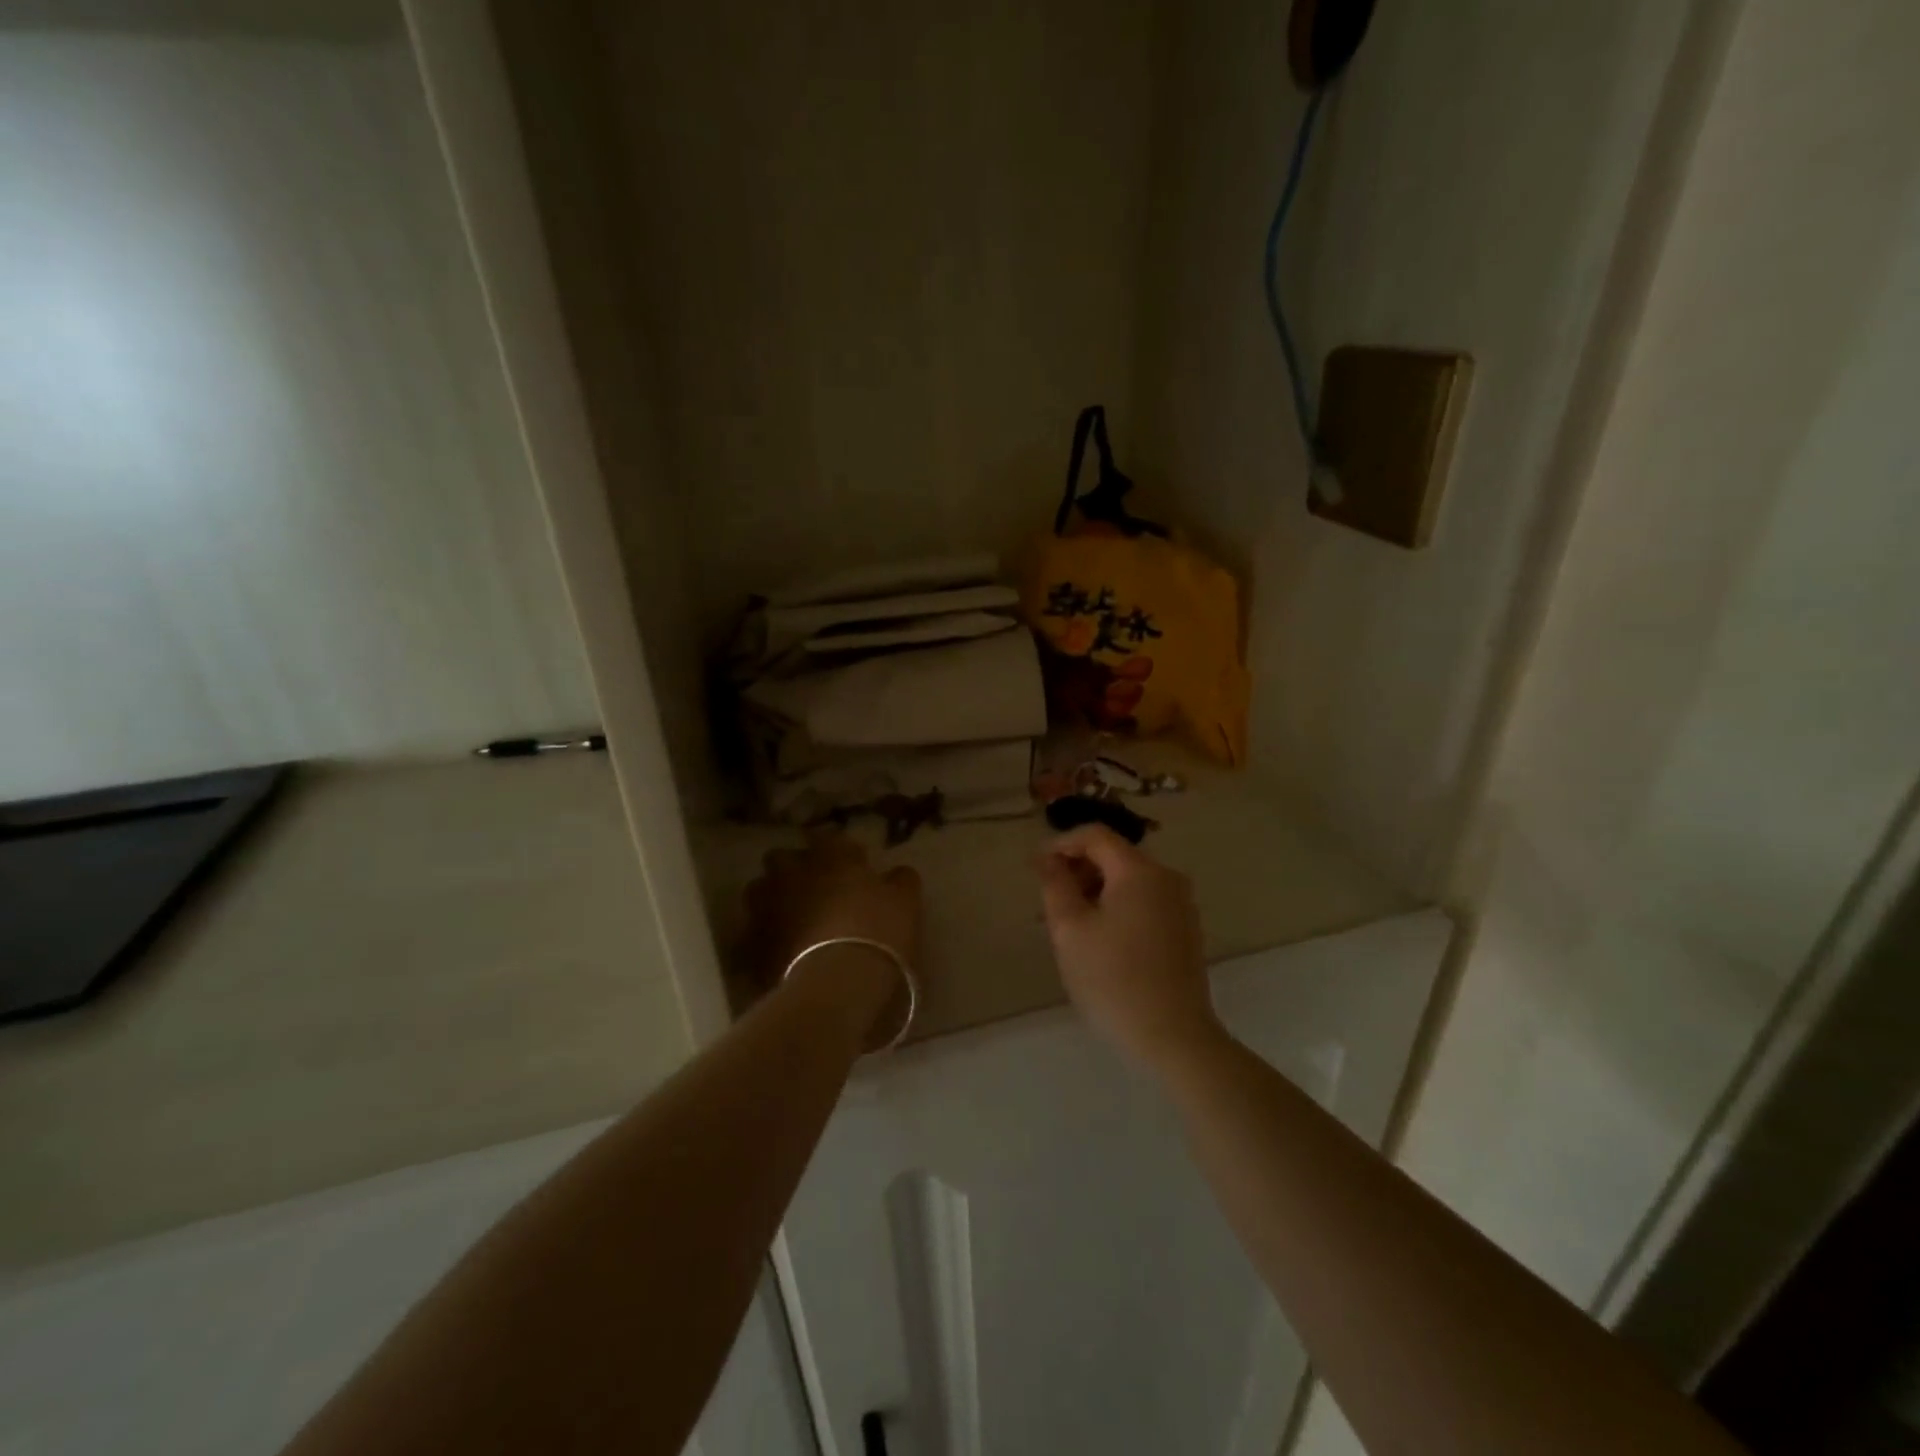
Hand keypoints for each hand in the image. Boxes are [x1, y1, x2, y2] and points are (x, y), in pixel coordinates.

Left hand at [742, 835, 922, 1048]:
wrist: (839, 983)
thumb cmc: (877, 931)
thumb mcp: (905, 901)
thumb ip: (899, 880)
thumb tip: (896, 874)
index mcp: (829, 856)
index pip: (829, 838)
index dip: (841, 851)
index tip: (854, 865)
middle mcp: (791, 874)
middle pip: (781, 858)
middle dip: (793, 868)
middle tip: (814, 887)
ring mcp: (766, 908)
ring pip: (759, 892)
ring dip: (772, 899)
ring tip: (791, 918)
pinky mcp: (751, 946)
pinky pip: (753, 935)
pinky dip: (764, 938)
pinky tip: (780, 951)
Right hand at [1037, 825, 1222, 1073]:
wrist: (1174, 1037)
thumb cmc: (1113, 979)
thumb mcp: (1070, 930)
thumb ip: (1055, 885)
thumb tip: (1047, 859)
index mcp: (1140, 870)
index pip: (1095, 835)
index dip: (1061, 844)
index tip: (1036, 869)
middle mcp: (1167, 878)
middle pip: (1115, 856)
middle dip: (1078, 870)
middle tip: (1050, 902)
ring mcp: (1181, 905)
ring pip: (1129, 881)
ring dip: (1096, 891)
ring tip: (1071, 925)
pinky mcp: (1186, 930)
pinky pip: (1145, 902)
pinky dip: (1118, 908)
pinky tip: (1101, 941)